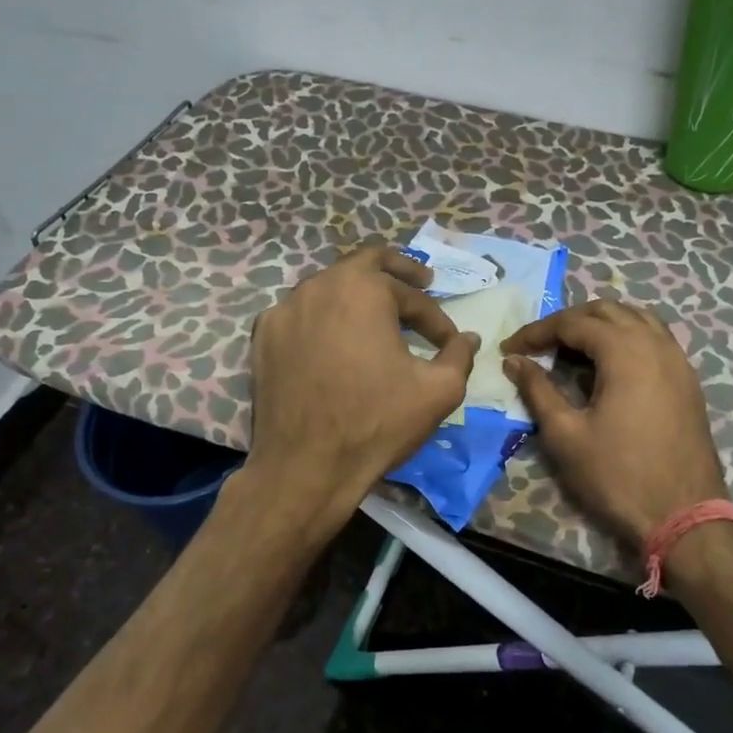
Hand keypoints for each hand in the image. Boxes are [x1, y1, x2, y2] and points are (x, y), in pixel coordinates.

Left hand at [245, 246, 478, 545]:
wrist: (305, 467)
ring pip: (329, 287)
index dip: (437, 319)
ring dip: (358, 295)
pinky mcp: (263, 337)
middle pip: (364, 264)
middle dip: (397, 273)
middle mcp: (319, 286)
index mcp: (363, 289)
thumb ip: (458, 356)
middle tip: (421, 282)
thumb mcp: (438, 391)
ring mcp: (284, 310)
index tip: (449, 342)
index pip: (411, 296)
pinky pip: (301, 314)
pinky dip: (324, 318)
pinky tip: (335, 341)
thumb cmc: (377, 423)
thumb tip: (468, 339)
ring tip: (378, 316)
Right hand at [501, 301, 726, 544]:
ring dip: (601, 324)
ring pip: (636, 319)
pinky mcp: (688, 380)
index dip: (536, 332)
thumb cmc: (617, 476)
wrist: (684, 517)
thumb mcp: (565, 434)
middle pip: (606, 311)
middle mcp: (656, 343)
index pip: (572, 323)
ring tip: (572, 349)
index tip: (510, 350)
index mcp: (625, 350)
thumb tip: (514, 361)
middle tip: (538, 346)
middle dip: (568, 322)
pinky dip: (627, 338)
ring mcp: (678, 360)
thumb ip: (537, 390)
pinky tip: (610, 365)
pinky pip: (655, 339)